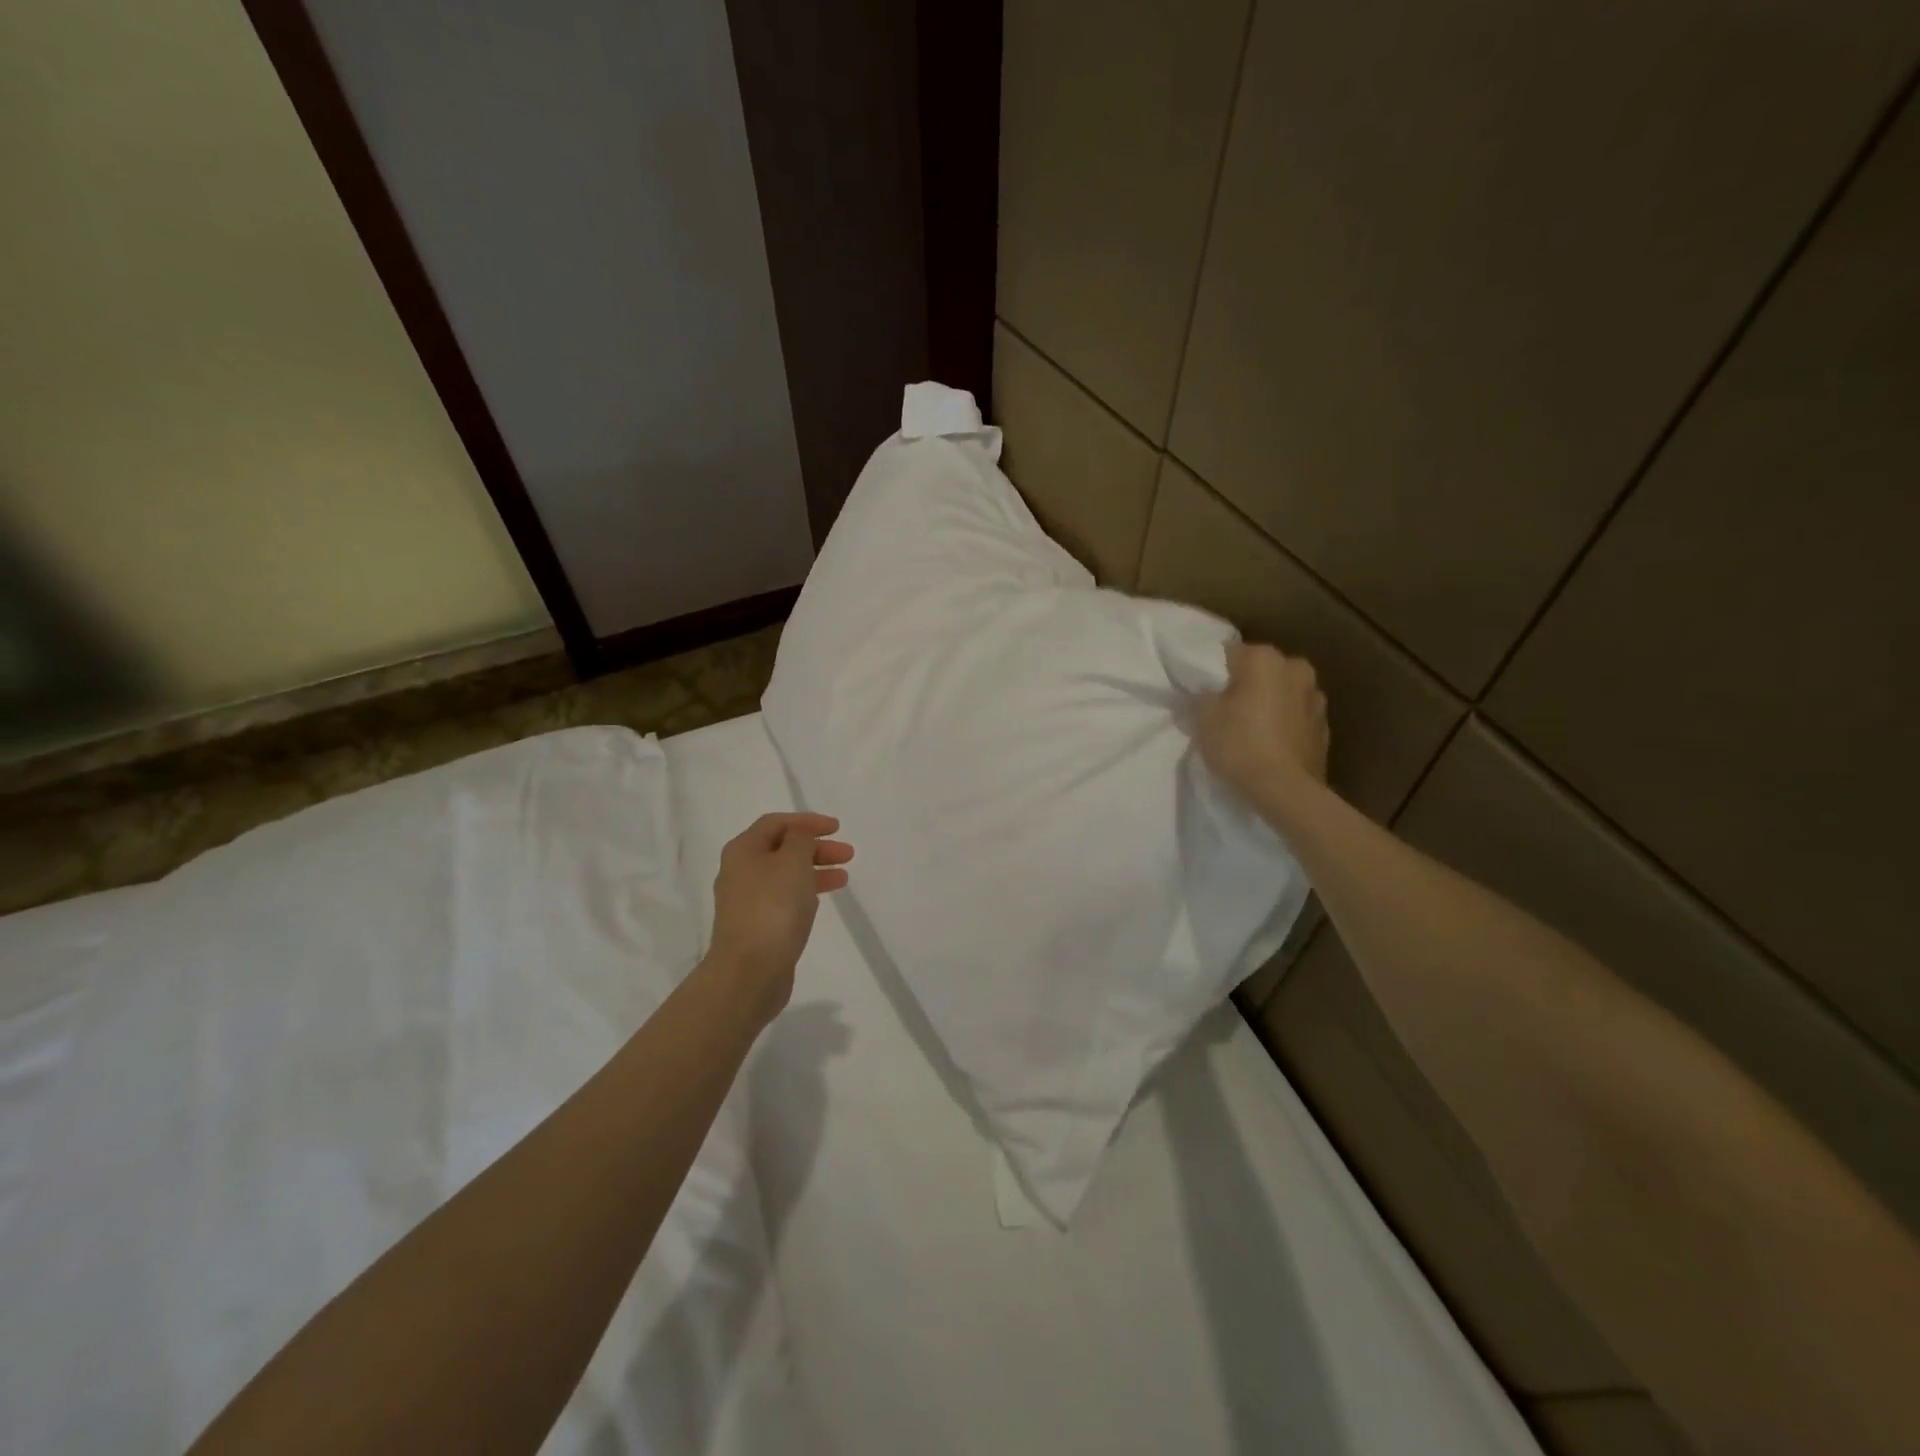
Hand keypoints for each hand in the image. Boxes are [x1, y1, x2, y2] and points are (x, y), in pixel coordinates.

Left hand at [708, 812, 853, 1027]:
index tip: (838, 828)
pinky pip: (783, 898)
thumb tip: (800, 834)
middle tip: (847, 854)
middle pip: (782, 848)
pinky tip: (822, 899)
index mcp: (743, 850)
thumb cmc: (773, 907)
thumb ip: (801, 838)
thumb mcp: (793, 861)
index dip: (808, 821)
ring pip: (785, 875)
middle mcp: (740, 871)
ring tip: (844, 877)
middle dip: (816, 847)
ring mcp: (746, 900)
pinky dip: (805, 892)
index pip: (776, 823)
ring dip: (815, 870)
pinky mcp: (756, 925)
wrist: (749, 971)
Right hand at [1193, 641, 1330, 814]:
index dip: (1215, 672)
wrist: (1285, 790)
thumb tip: (1203, 693)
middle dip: (1248, 685)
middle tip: (1228, 710)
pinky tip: (1271, 745)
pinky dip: (1285, 725)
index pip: (1231, 653)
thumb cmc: (1239, 744)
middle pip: (1263, 671)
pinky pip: (1297, 718)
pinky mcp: (1325, 727)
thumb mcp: (1202, 718)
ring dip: (1270, 704)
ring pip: (1283, 693)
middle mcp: (1296, 668)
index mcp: (1265, 658)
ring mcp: (1316, 698)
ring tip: (1252, 729)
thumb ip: (1201, 697)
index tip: (1206, 692)